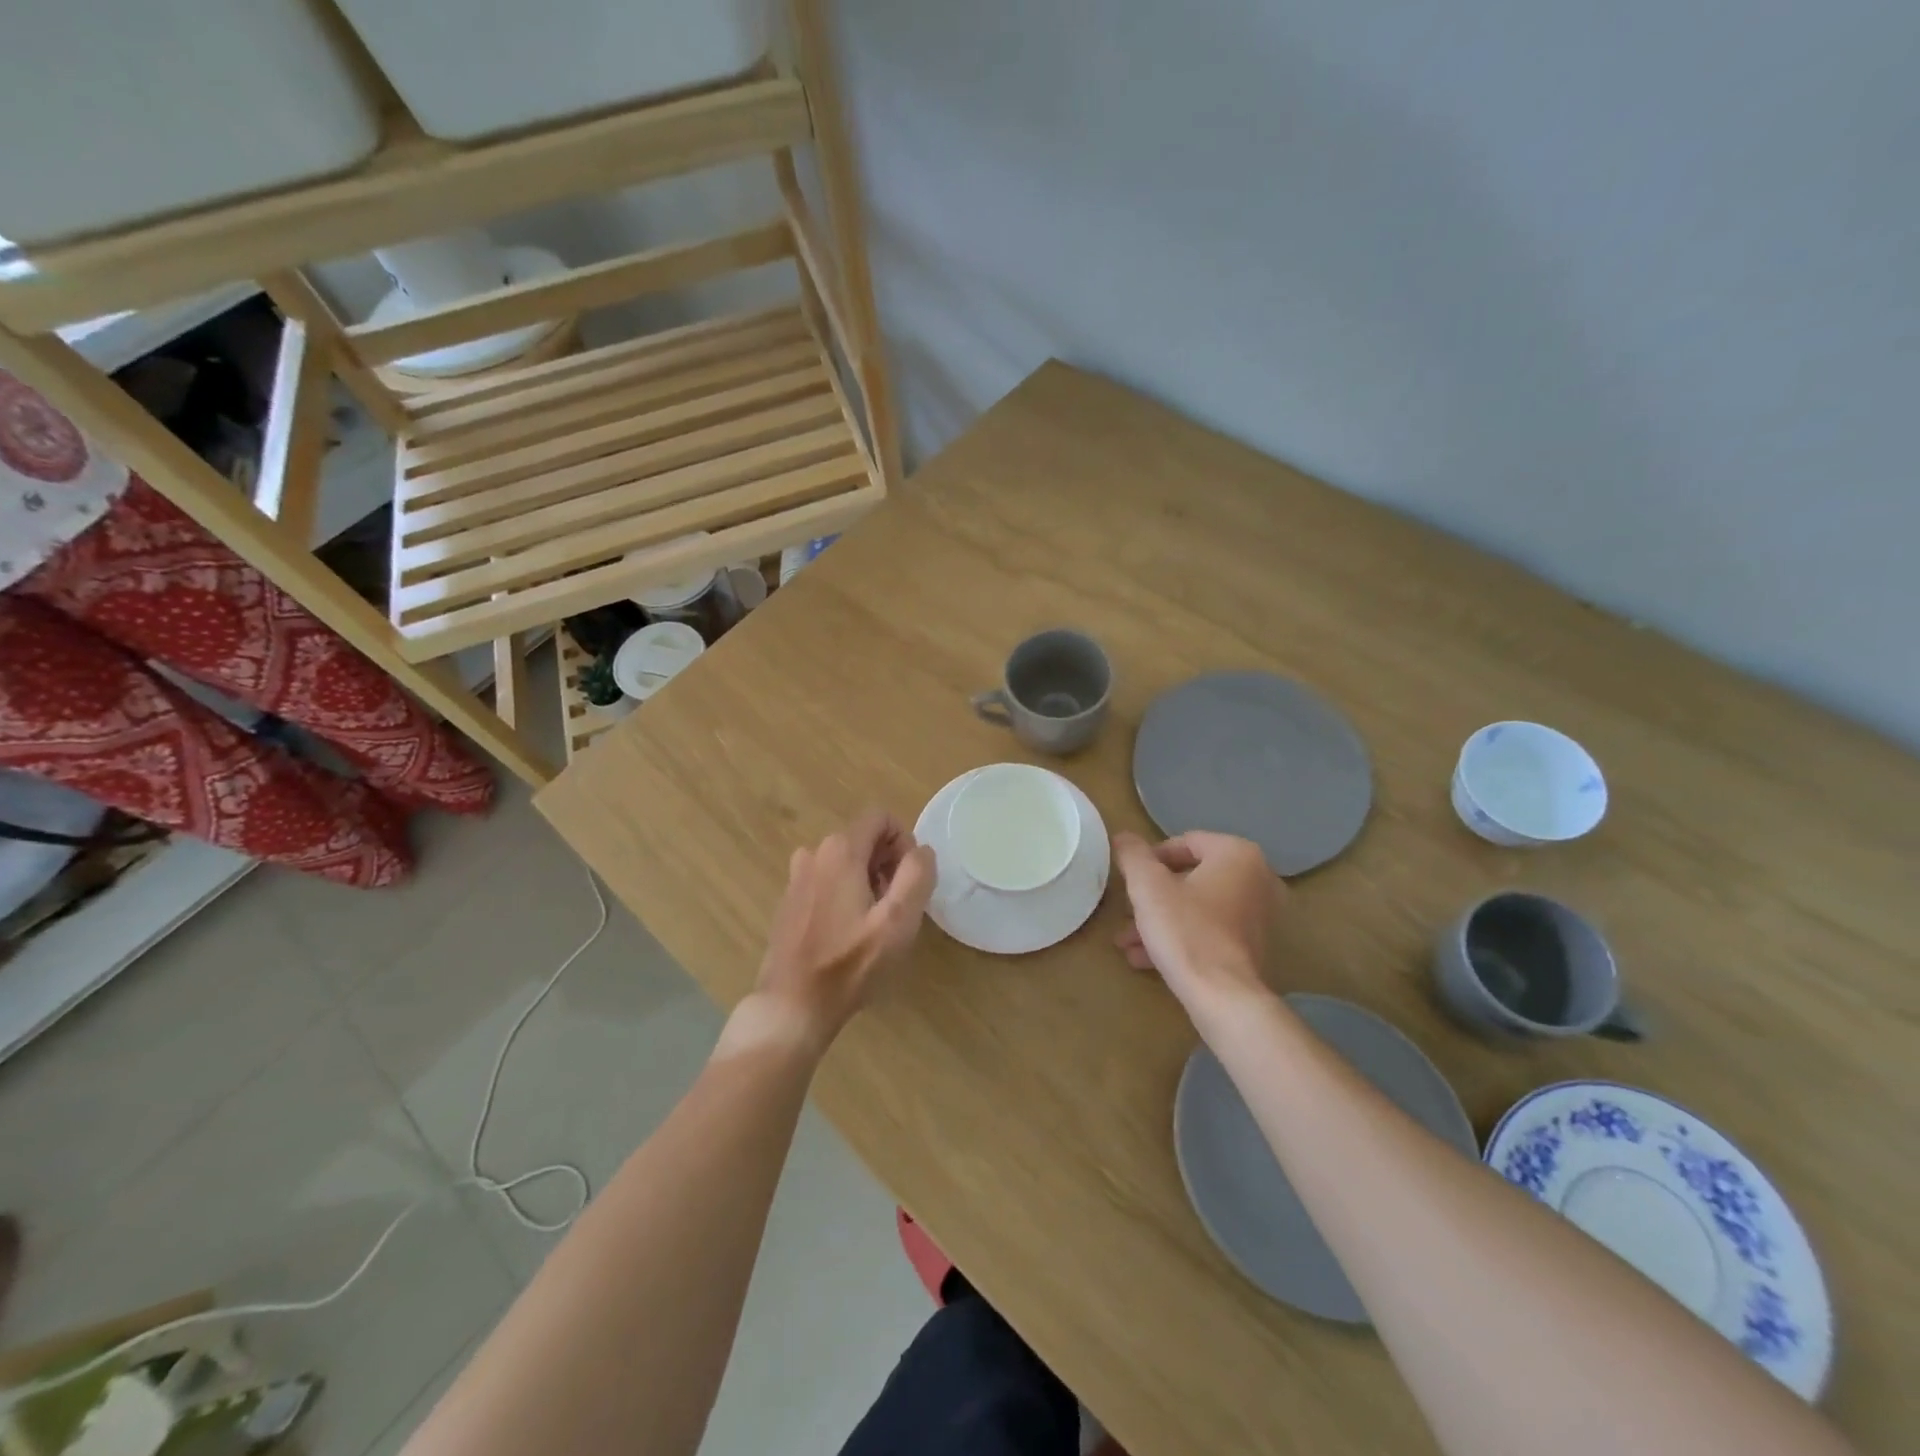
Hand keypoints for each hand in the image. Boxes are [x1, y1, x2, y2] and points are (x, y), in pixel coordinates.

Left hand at [746, 810, 936, 1051]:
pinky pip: (828, 880)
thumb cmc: (850, 964)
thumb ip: (917, 875)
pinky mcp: (790, 900)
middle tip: (895, 908)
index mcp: (840, 850)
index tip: (909, 881)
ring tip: (873, 923)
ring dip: (867, 881)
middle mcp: (814, 853)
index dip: (904, 843)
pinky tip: (848, 933)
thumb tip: (921, 851)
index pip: (881, 818)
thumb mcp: (898, 921)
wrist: (792, 1005)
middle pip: (864, 839)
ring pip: (846, 861)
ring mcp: (797, 876)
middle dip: (887, 864)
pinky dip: (845, 894)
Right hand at [1113, 831, 1283, 1028]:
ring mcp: (1259, 915)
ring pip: (1196, 907)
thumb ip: (1133, 855)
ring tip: (1127, 941)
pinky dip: (1180, 937)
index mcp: (1238, 854)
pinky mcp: (1252, 947)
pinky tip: (1145, 958)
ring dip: (1160, 920)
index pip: (1185, 843)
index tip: (1129, 880)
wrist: (1223, 997)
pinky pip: (1209, 930)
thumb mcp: (1148, 886)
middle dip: (1152, 896)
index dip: (1150, 859)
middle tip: (1126, 911)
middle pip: (1190, 878)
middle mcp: (1257, 879)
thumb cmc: (1186, 930)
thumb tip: (1123, 836)